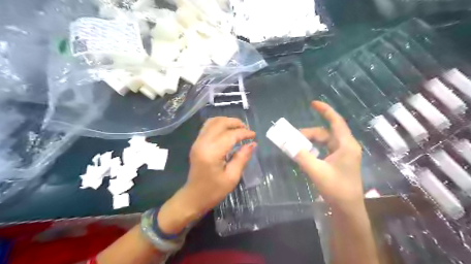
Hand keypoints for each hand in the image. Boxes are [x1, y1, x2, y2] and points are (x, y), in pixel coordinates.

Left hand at [184, 117, 257, 211]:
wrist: (193, 197)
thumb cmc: (213, 191)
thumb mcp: (232, 177)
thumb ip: (242, 158)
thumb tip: (252, 144)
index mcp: (211, 153)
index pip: (230, 135)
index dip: (244, 133)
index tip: (254, 136)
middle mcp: (202, 143)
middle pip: (220, 123)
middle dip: (235, 123)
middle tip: (247, 130)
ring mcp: (197, 142)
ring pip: (212, 121)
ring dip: (227, 121)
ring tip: (238, 128)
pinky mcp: (196, 143)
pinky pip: (207, 126)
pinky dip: (219, 124)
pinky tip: (227, 131)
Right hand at [293, 100, 362, 212]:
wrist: (348, 208)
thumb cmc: (336, 189)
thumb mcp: (316, 171)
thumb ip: (302, 155)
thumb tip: (288, 144)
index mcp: (346, 145)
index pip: (336, 121)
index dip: (325, 110)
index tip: (313, 103)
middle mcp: (346, 146)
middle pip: (325, 133)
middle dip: (308, 133)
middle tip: (292, 137)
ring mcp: (343, 154)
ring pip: (324, 141)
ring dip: (310, 141)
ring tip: (296, 145)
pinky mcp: (339, 160)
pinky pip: (324, 149)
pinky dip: (314, 148)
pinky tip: (305, 153)